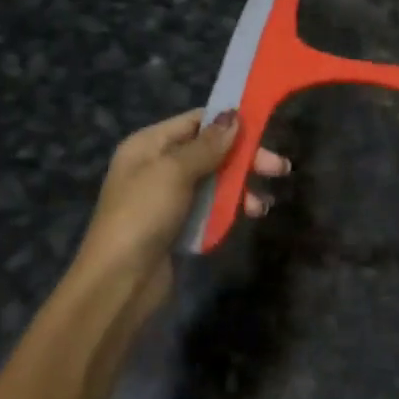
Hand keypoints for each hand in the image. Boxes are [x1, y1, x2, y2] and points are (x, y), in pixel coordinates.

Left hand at [74, 109, 288, 296]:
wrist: (118, 282)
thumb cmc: (143, 214)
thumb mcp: (174, 171)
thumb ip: (207, 145)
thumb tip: (233, 116)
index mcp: (148, 144)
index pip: (195, 121)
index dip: (228, 122)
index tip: (263, 129)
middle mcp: (156, 166)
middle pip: (209, 152)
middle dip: (244, 158)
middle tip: (279, 169)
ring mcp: (167, 198)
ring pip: (213, 182)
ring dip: (241, 187)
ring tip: (262, 205)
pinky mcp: (177, 226)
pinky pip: (209, 208)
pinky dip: (230, 208)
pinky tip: (249, 216)